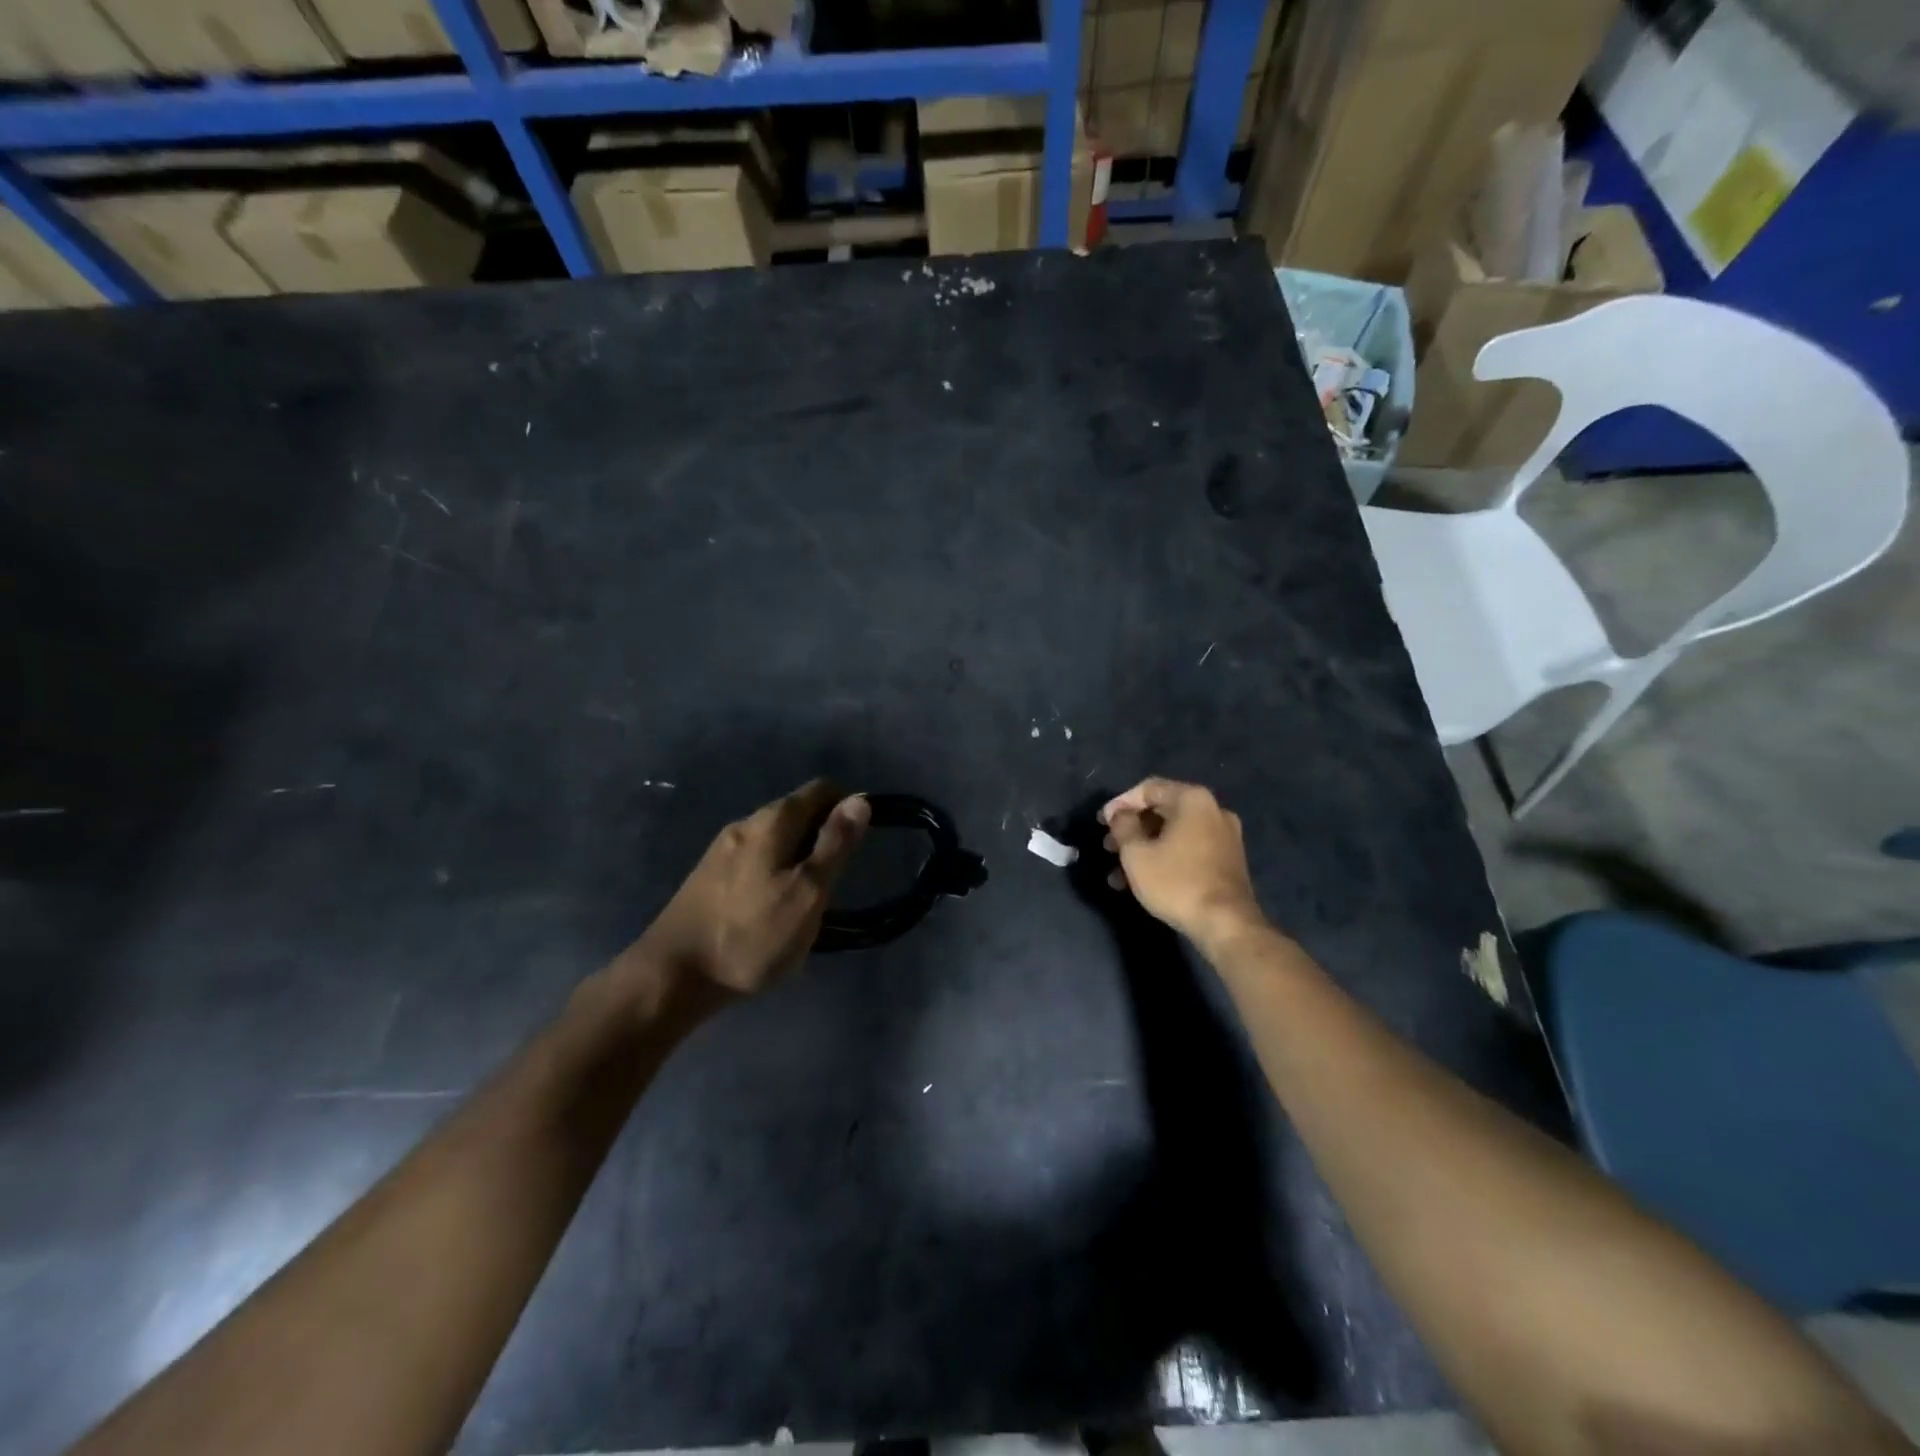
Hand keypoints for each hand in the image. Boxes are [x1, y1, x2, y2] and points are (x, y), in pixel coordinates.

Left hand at [633, 780, 868, 998]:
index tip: (858, 844)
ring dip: (798, 856)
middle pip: (797, 812)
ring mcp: (721, 849)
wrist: (672, 976)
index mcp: (772, 821)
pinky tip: (771, 907)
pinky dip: (774, 871)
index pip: (821, 789)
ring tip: (806, 899)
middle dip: (822, 835)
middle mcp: (745, 823)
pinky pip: (755, 858)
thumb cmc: (751, 935)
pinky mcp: (707, 876)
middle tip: (834, 881)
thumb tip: (859, 800)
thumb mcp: (807, 893)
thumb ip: (835, 845)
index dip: (847, 808)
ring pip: (774, 838)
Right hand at [1100, 777, 1265, 948]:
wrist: (1226, 924)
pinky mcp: (1228, 860)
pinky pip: (1188, 848)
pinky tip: (1143, 881)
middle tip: (1108, 847)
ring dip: (1144, 848)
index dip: (1120, 803)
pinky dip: (1164, 857)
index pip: (1148, 789)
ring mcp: (1224, 836)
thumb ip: (1123, 826)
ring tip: (1119, 872)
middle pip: (1162, 811)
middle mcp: (1213, 810)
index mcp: (1192, 800)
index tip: (1102, 823)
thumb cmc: (1176, 882)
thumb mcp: (1136, 853)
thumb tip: (1120, 815)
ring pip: (1173, 833)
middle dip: (1131, 829)